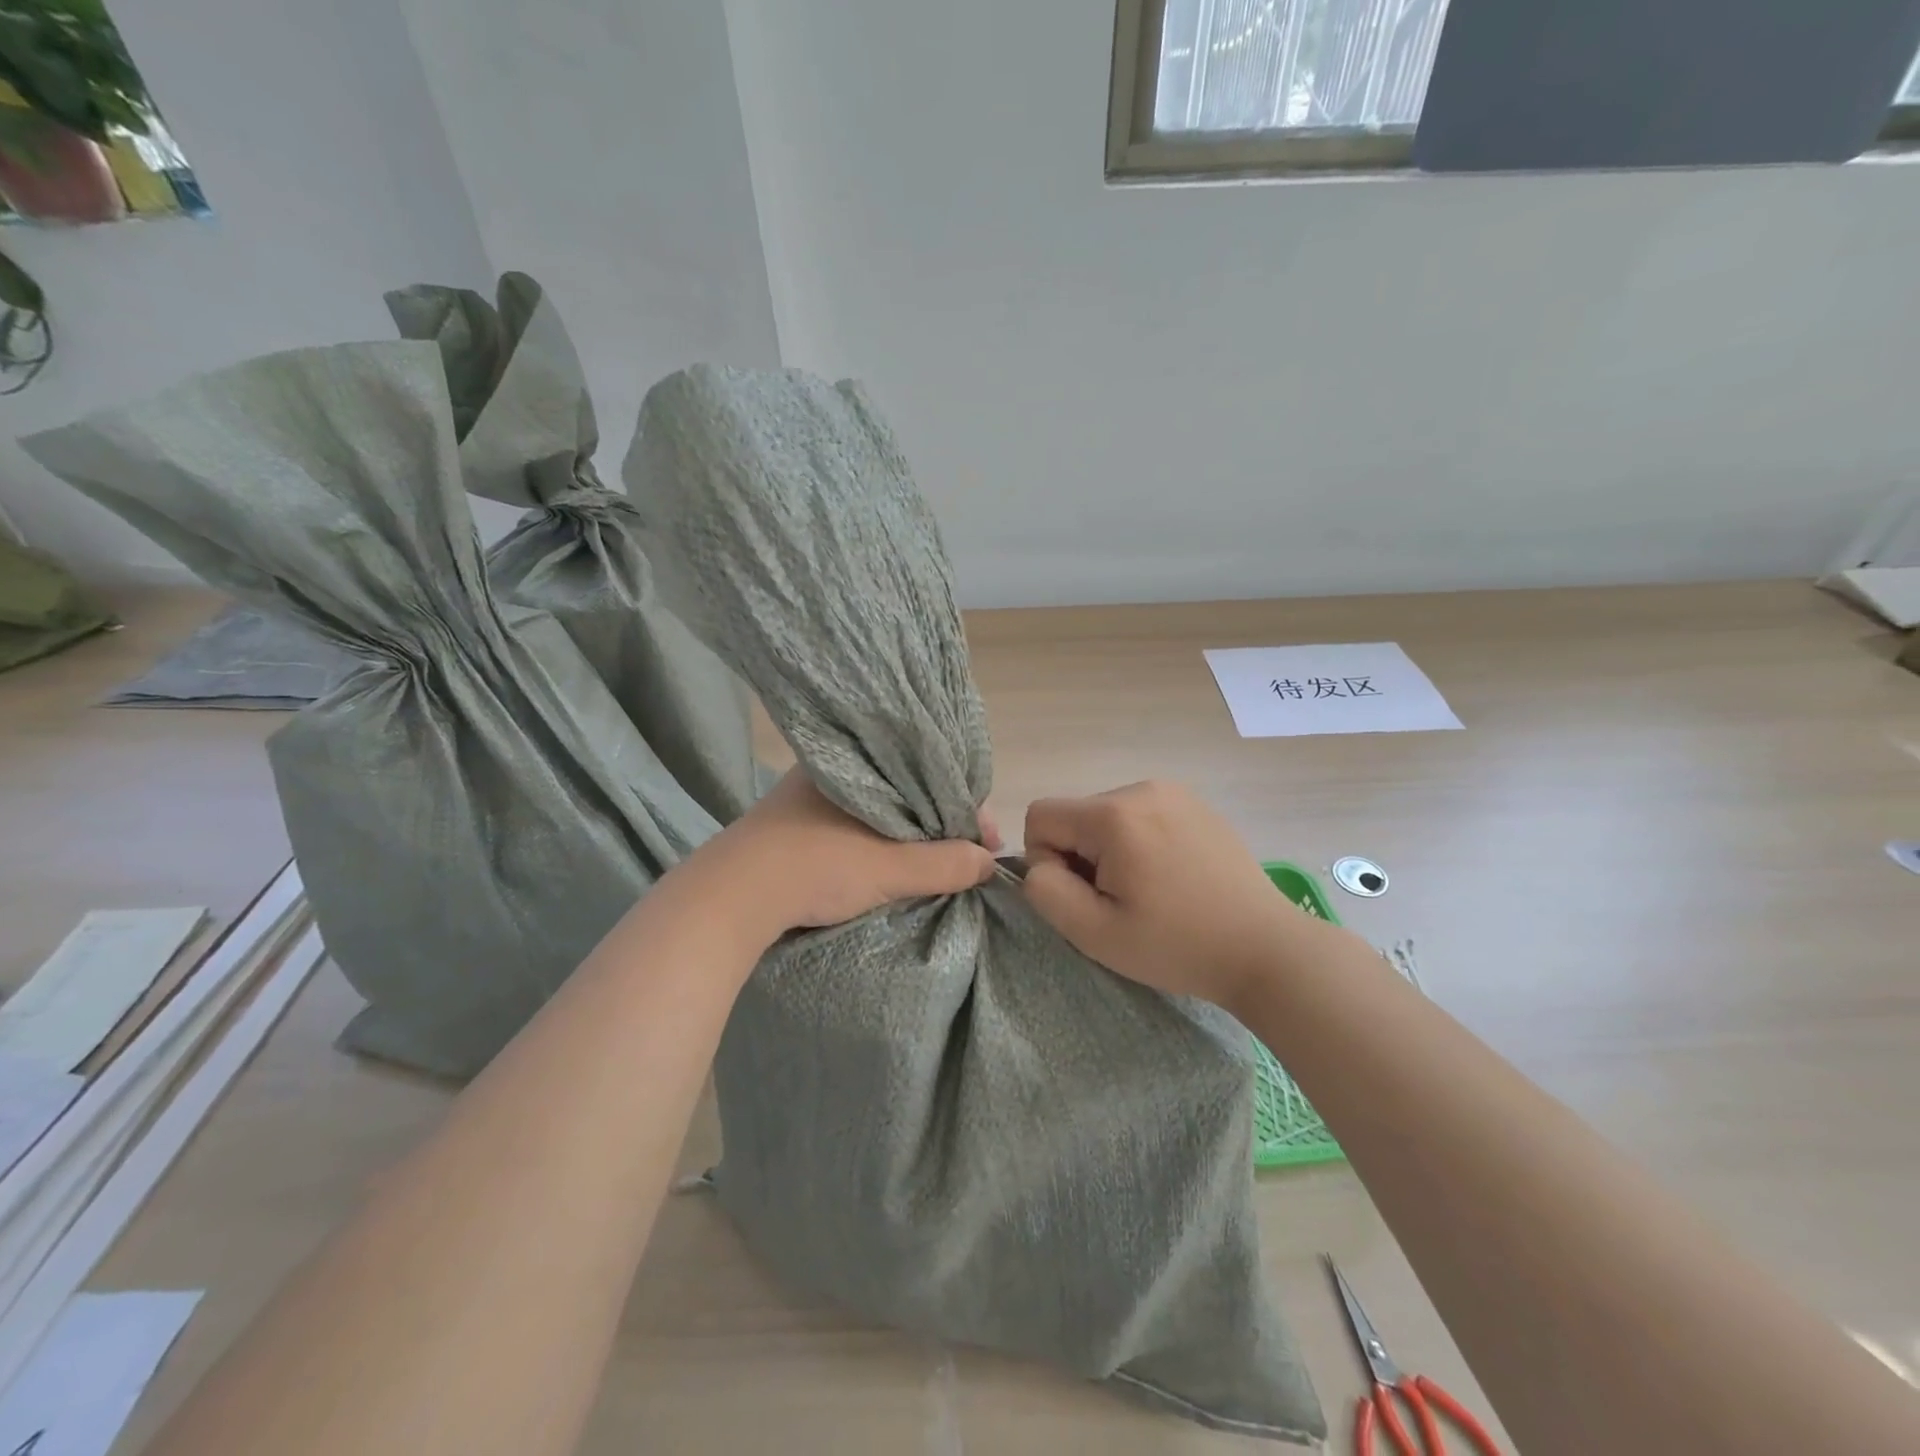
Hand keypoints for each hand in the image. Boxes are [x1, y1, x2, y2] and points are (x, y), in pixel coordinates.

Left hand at [696, 769, 999, 937]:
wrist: (727, 899)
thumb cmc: (813, 867)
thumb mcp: (888, 868)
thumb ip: (943, 863)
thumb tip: (988, 862)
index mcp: (858, 763)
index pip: (930, 776)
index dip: (966, 808)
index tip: (987, 843)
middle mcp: (835, 770)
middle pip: (909, 792)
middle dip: (943, 824)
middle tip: (969, 858)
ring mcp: (811, 797)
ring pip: (882, 811)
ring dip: (913, 835)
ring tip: (940, 864)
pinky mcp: (795, 826)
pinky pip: (857, 825)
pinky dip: (883, 842)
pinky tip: (894, 863)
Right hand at [1022, 781, 1320, 1009]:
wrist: (1266, 949)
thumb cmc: (1177, 946)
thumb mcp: (1094, 933)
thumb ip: (1045, 891)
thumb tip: (1039, 864)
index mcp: (1114, 815)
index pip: (1041, 815)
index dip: (1046, 860)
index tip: (1085, 895)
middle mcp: (1141, 788)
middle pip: (1076, 816)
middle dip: (1082, 857)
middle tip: (1122, 901)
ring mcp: (1174, 792)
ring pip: (1106, 817)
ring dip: (1110, 851)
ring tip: (1150, 891)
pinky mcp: (1196, 804)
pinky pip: (1141, 815)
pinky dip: (1140, 843)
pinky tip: (1172, 878)